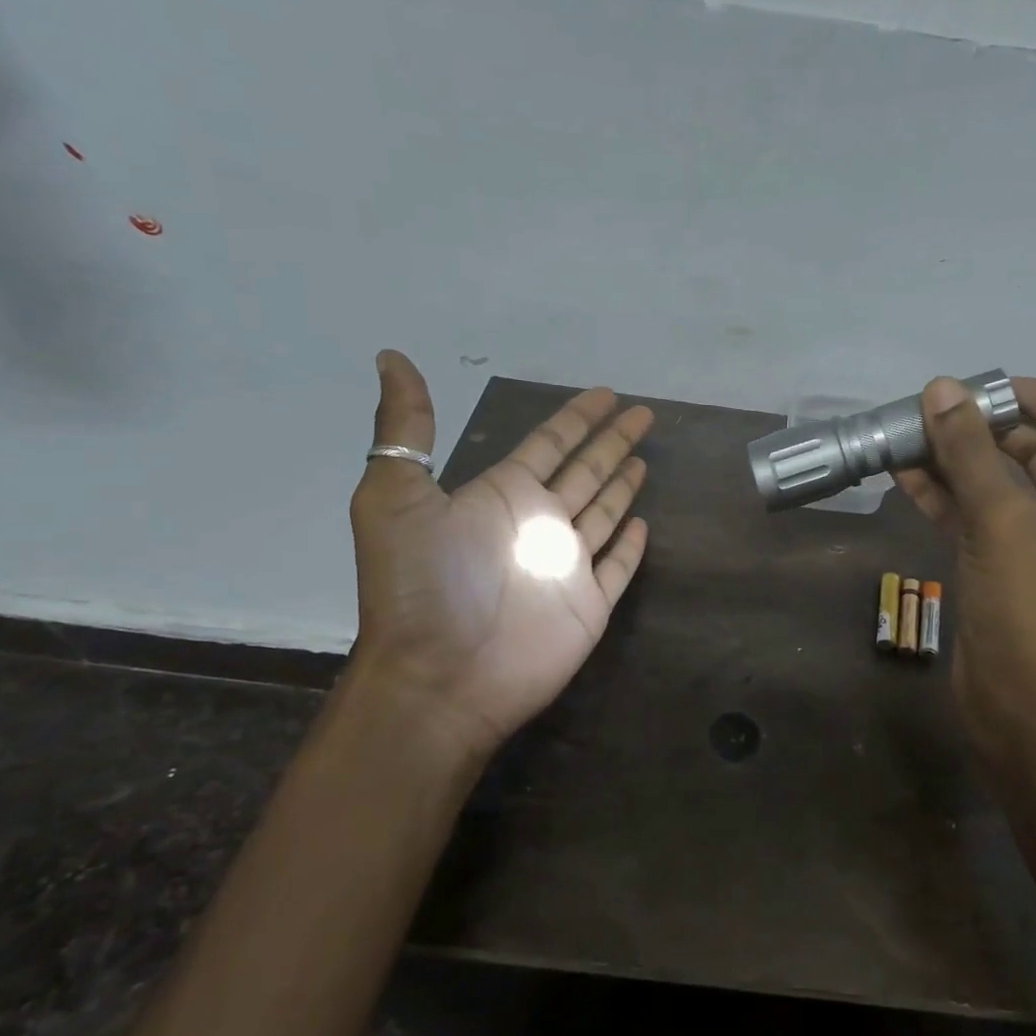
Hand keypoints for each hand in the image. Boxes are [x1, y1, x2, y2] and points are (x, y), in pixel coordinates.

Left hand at [348, 351, 651, 765]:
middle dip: (613, 440)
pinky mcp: (590, 604)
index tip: (606, 394)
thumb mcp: (394, 498)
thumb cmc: (423, 587)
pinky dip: (631, 546)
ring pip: (604, 512)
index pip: (549, 443)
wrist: (440, 678)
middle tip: (644, 414)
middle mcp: (537, 523)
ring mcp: (566, 565)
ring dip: (623, 485)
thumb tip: (390, 356)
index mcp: (501, 495)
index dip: (577, 417)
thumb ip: (404, 430)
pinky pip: (618, 566)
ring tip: (645, 459)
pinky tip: (643, 524)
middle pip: (586, 470)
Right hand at [896, 376, 1035, 744]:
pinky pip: (976, 517)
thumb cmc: (1032, 608)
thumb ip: (970, 452)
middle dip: (988, 428)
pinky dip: (944, 496)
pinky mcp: (1002, 567)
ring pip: (1000, 484)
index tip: (991, 390)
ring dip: (958, 460)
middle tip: (936, 410)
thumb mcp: (1002, 520)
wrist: (1024, 708)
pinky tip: (903, 476)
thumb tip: (942, 389)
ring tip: (908, 436)